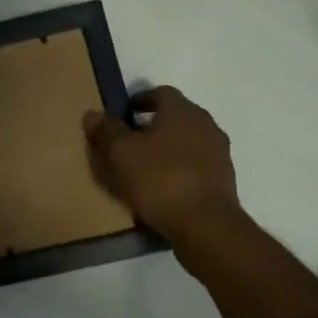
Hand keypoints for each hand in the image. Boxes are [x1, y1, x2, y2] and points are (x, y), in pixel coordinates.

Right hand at [82, 86, 241, 242]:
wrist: (205, 224)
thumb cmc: (160, 179)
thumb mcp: (121, 153)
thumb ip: (106, 131)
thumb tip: (92, 114)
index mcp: (182, 111)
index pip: (161, 93)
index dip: (141, 100)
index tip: (124, 114)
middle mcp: (206, 125)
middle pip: (177, 116)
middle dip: (154, 125)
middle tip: (130, 140)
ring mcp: (219, 153)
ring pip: (188, 141)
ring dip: (168, 148)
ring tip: (145, 166)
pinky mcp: (225, 179)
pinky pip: (197, 165)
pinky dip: (180, 168)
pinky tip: (164, 186)